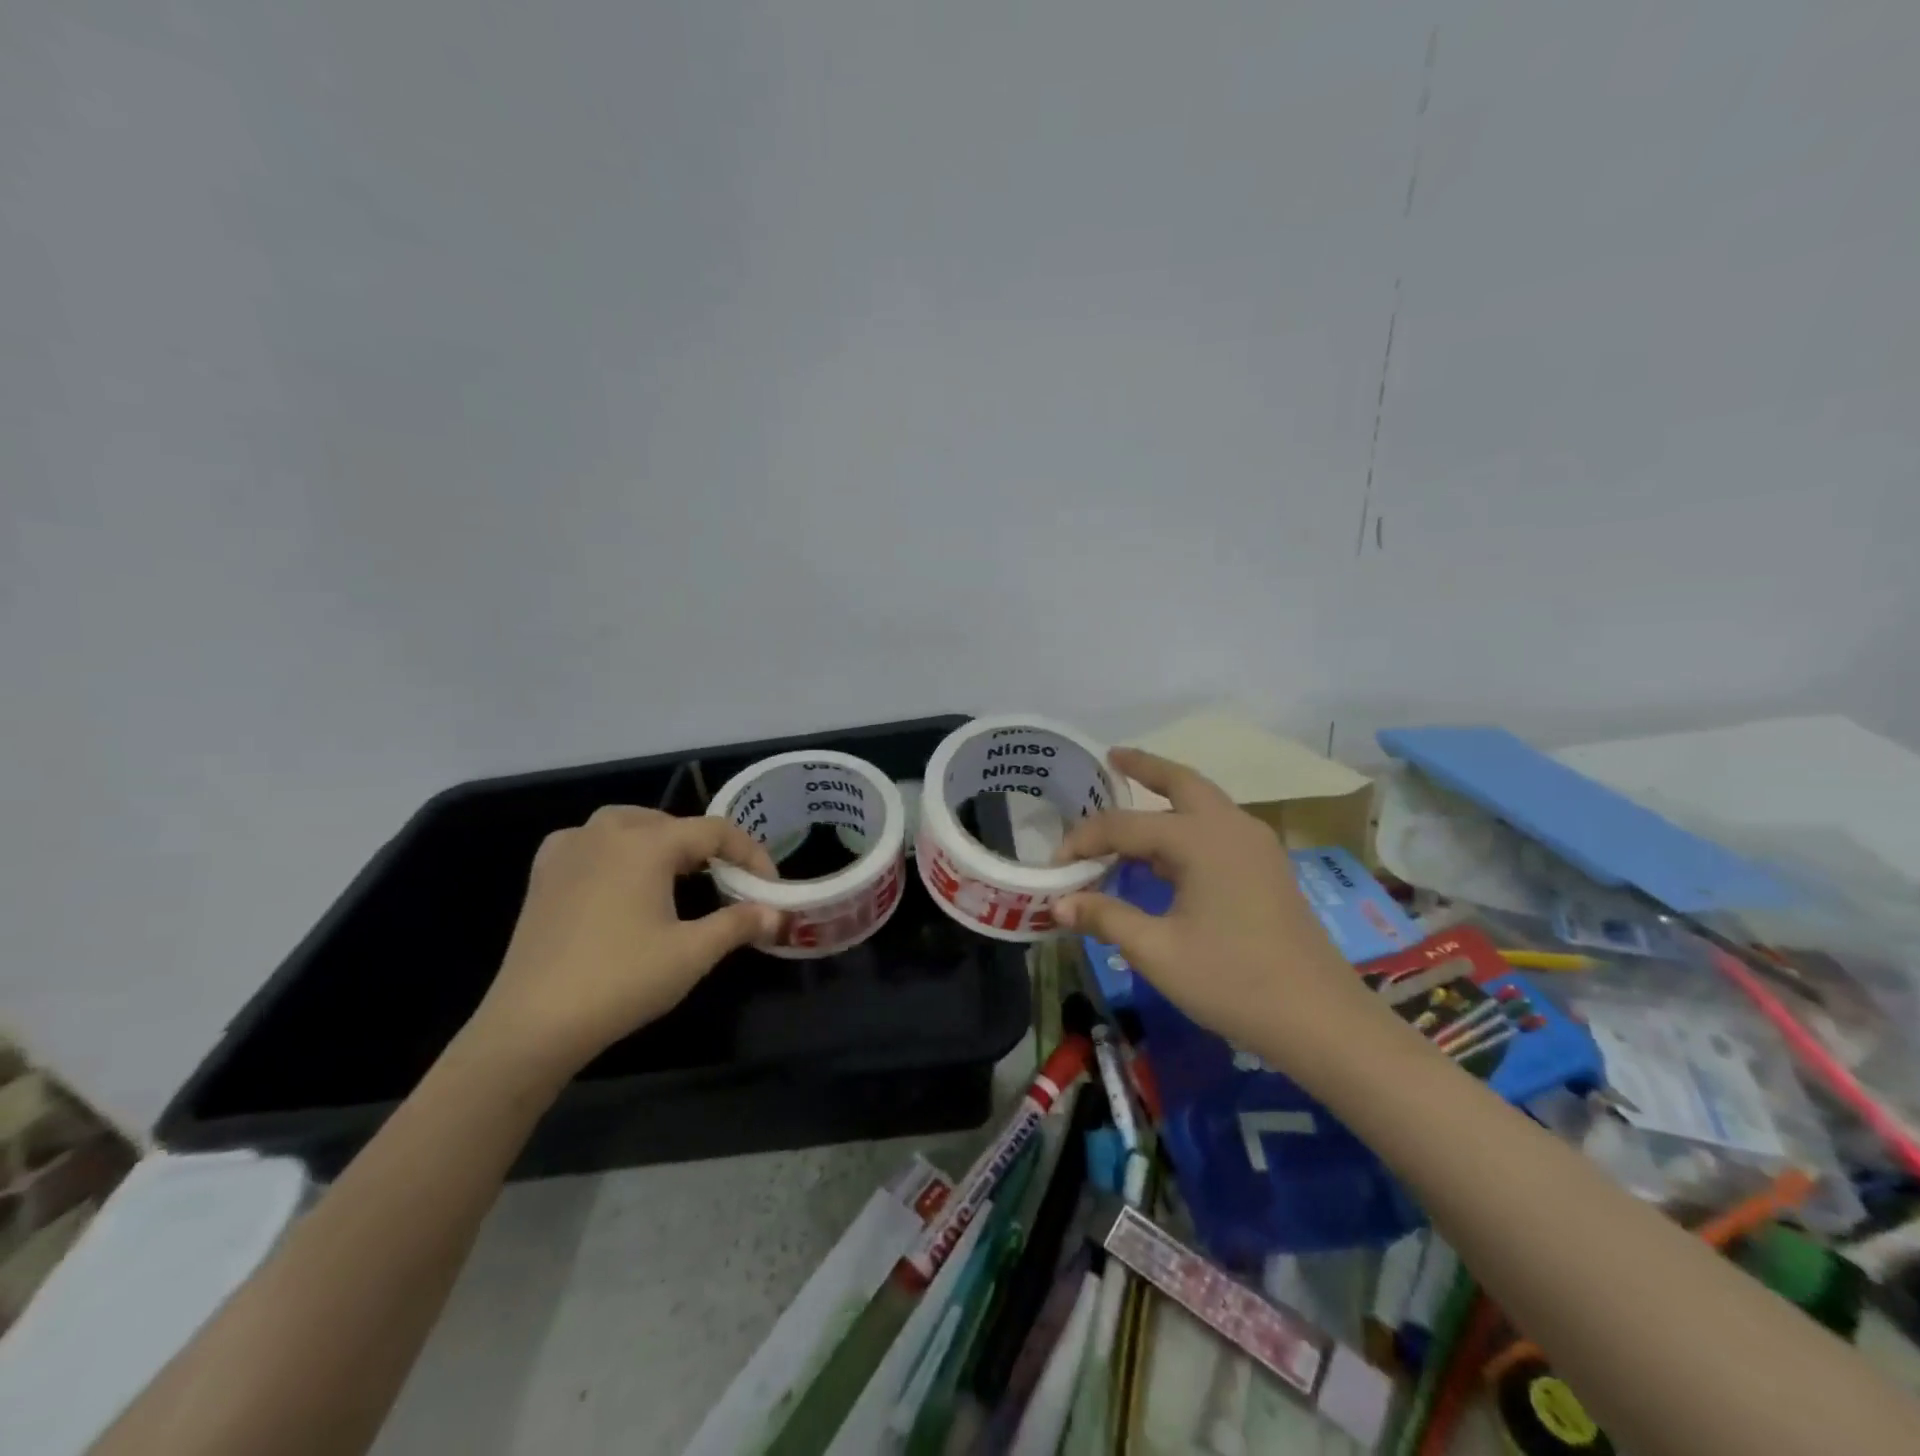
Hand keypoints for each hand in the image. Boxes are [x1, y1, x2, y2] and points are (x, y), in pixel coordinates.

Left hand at [466, 807, 780, 1079]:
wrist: (531, 1025)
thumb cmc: (620, 981)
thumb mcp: (692, 953)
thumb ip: (740, 923)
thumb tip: (777, 914)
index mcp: (646, 842)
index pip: (714, 831)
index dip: (750, 853)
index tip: (769, 884)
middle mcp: (605, 832)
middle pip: (672, 823)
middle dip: (706, 848)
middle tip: (728, 883)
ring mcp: (568, 849)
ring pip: (629, 826)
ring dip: (662, 843)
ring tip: (681, 876)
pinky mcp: (543, 874)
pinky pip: (591, 843)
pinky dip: (618, 851)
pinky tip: (622, 878)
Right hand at [1054, 748, 1395, 1076]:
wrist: (1321, 1021)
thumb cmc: (1233, 982)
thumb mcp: (1158, 952)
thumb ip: (1106, 919)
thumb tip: (1058, 905)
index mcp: (1200, 839)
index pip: (1124, 826)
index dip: (1083, 841)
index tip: (1055, 863)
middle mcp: (1230, 827)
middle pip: (1181, 781)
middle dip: (1145, 766)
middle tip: (1112, 757)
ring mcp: (1256, 846)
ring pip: (1204, 802)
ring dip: (1168, 794)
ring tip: (1133, 795)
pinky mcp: (1268, 868)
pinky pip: (1217, 827)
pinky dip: (1187, 822)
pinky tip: (1168, 849)